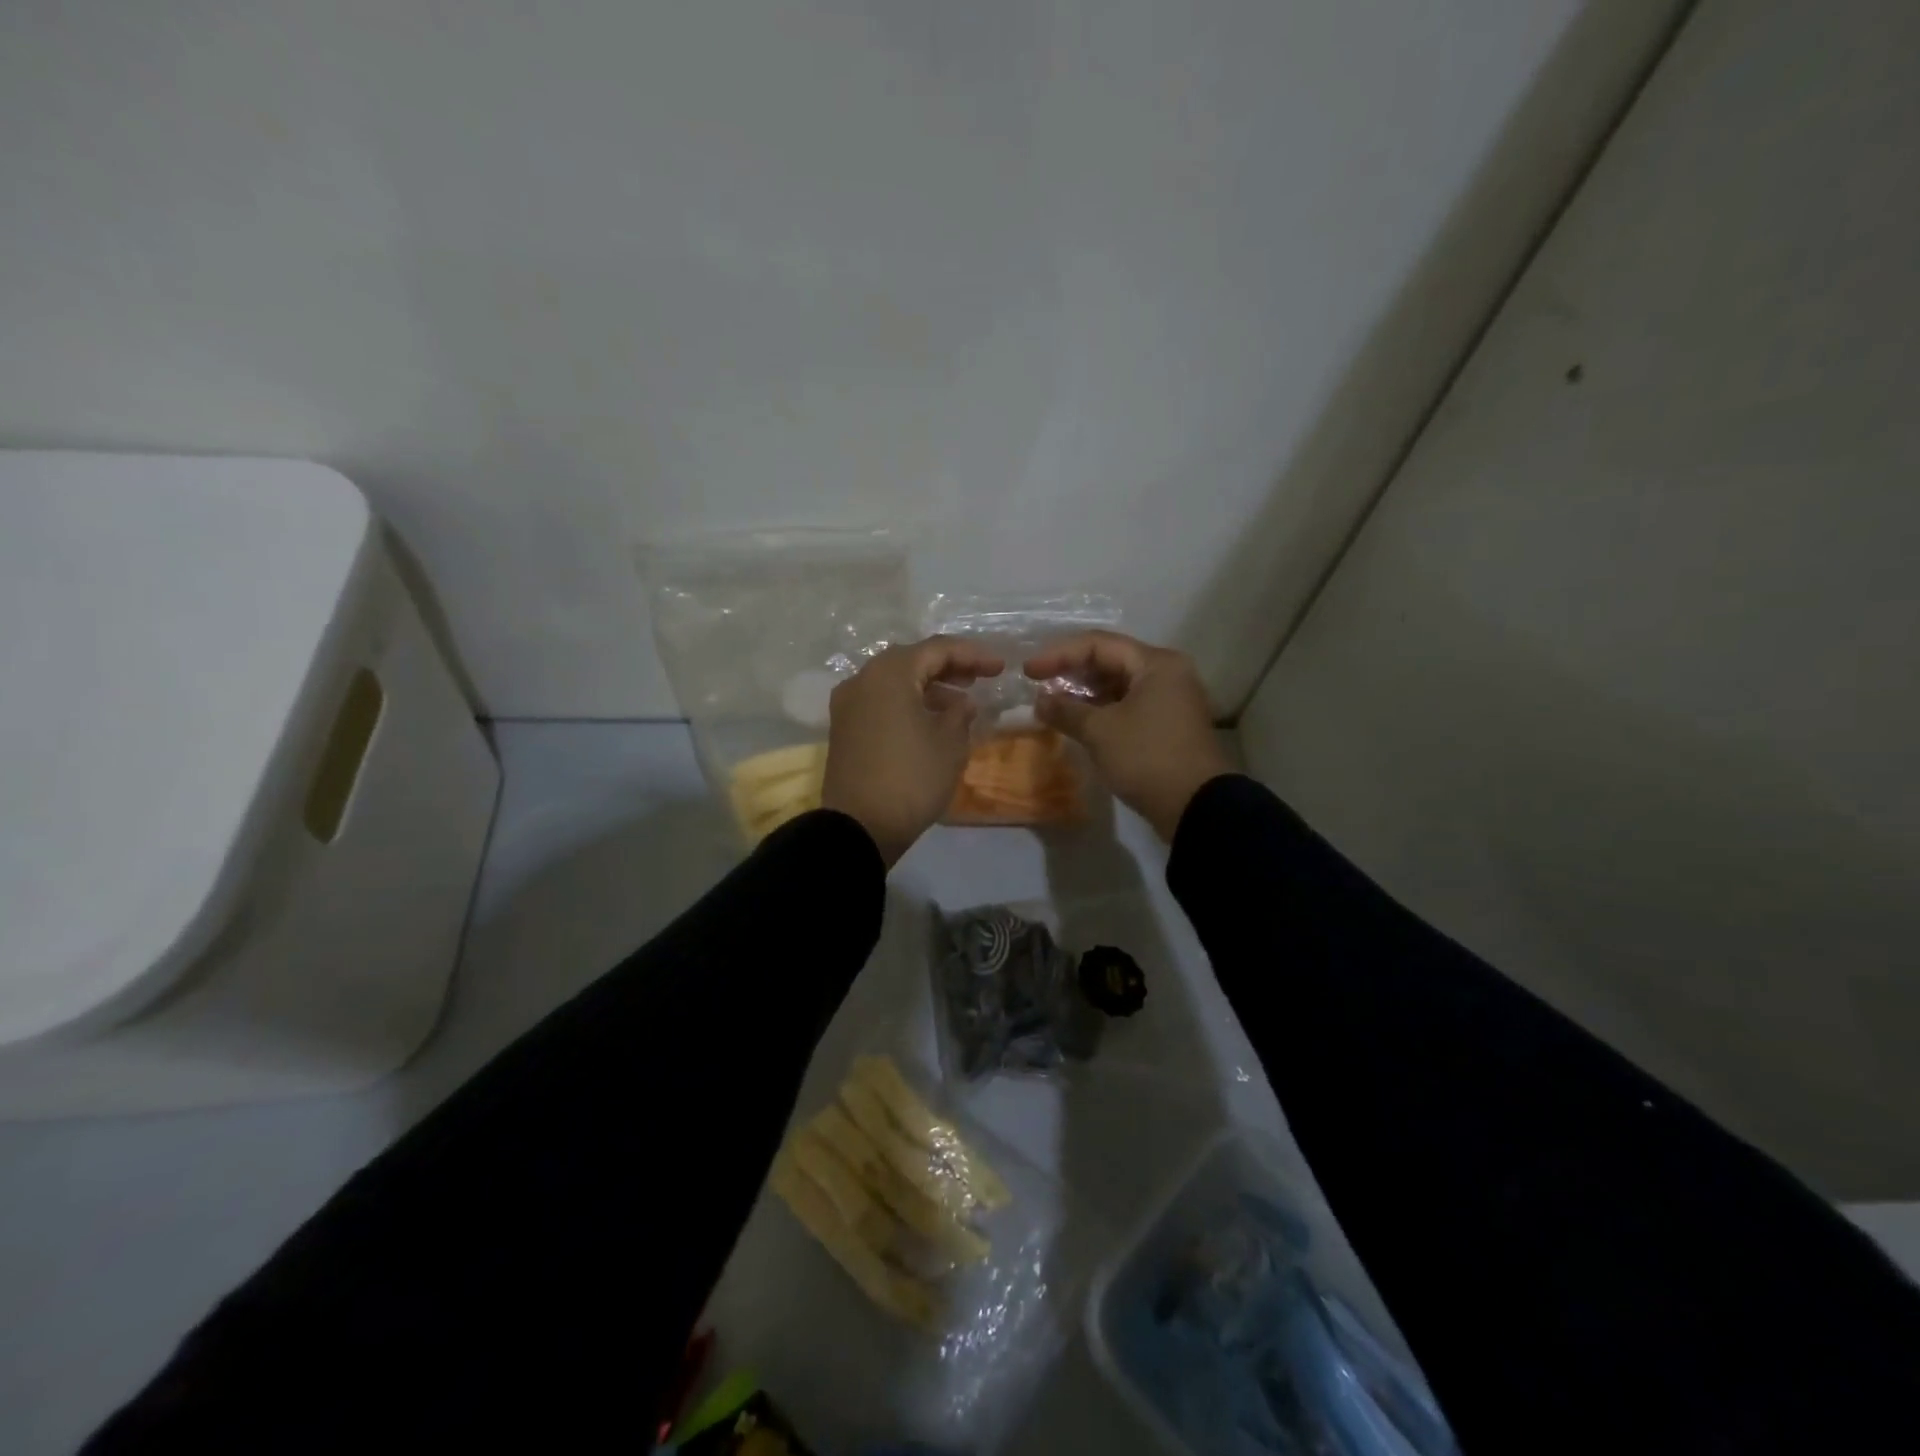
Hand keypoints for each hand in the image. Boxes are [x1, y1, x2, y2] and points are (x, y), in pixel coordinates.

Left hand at [821, 636, 1004, 865]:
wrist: (859, 827)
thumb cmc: (911, 779)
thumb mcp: (949, 744)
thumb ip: (960, 713)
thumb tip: (960, 702)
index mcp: (889, 674)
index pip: (937, 649)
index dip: (972, 655)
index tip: (1000, 667)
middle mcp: (863, 679)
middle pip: (911, 660)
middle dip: (948, 666)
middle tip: (980, 678)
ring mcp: (848, 704)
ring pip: (894, 680)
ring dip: (928, 685)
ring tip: (960, 703)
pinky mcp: (844, 727)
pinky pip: (881, 700)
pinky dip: (907, 702)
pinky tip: (930, 719)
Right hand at [1025, 631, 1229, 840]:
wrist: (1196, 807)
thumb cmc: (1147, 758)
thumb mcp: (1100, 732)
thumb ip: (1066, 710)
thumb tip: (1040, 701)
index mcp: (1155, 663)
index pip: (1098, 644)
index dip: (1059, 654)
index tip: (1028, 671)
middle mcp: (1166, 673)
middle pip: (1110, 660)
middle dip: (1071, 672)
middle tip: (1038, 685)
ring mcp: (1169, 699)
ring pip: (1117, 685)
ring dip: (1084, 693)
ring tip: (1052, 705)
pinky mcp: (1166, 724)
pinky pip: (1126, 705)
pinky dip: (1100, 710)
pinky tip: (1076, 721)